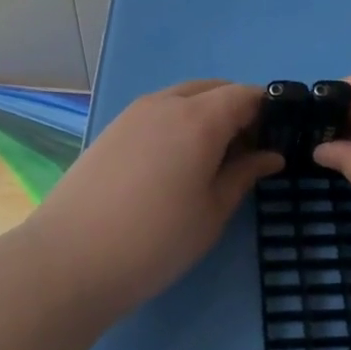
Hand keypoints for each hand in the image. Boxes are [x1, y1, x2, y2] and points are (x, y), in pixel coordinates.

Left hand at [25, 79, 282, 311]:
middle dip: (238, 110)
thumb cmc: (155, 240)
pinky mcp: (112, 129)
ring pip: (183, 97)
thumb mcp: (212, 212)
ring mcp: (134, 113)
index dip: (268, 111)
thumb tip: (271, 155)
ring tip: (213, 158)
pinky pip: (158, 111)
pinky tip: (176, 162)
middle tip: (249, 151)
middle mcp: (166, 103)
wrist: (70, 260)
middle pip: (214, 89)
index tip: (280, 138)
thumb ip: (244, 174)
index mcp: (198, 118)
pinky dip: (179, 122)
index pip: (245, 95)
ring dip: (207, 114)